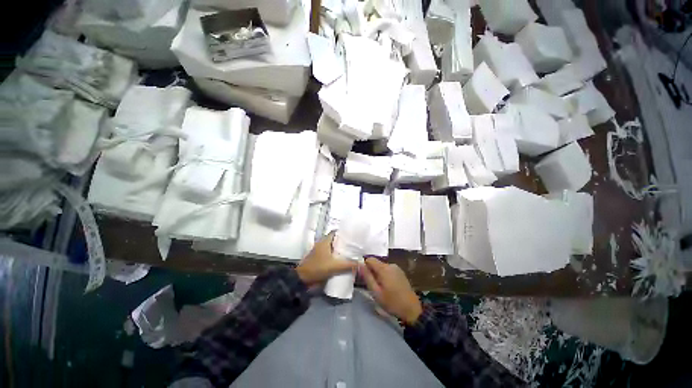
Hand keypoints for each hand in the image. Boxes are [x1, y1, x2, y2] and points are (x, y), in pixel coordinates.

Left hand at [296, 233, 357, 285]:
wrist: (302, 280)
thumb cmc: (317, 268)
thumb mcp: (335, 266)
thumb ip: (348, 265)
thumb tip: (361, 263)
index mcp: (324, 241)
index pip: (335, 232)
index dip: (343, 232)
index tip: (353, 235)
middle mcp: (322, 244)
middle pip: (334, 240)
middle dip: (344, 242)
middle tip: (354, 245)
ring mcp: (319, 252)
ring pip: (332, 247)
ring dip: (339, 250)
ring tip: (351, 253)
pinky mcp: (319, 259)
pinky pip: (329, 254)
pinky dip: (335, 256)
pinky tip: (343, 261)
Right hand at [359, 257, 422, 324]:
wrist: (412, 309)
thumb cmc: (392, 302)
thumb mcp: (376, 292)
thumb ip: (367, 277)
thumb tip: (359, 265)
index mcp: (384, 268)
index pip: (369, 259)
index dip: (364, 266)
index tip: (363, 277)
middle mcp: (390, 265)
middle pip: (376, 263)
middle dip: (371, 271)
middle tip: (371, 285)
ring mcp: (396, 268)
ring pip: (382, 267)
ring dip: (378, 274)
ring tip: (379, 287)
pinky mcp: (400, 272)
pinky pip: (388, 270)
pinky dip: (384, 275)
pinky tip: (387, 286)